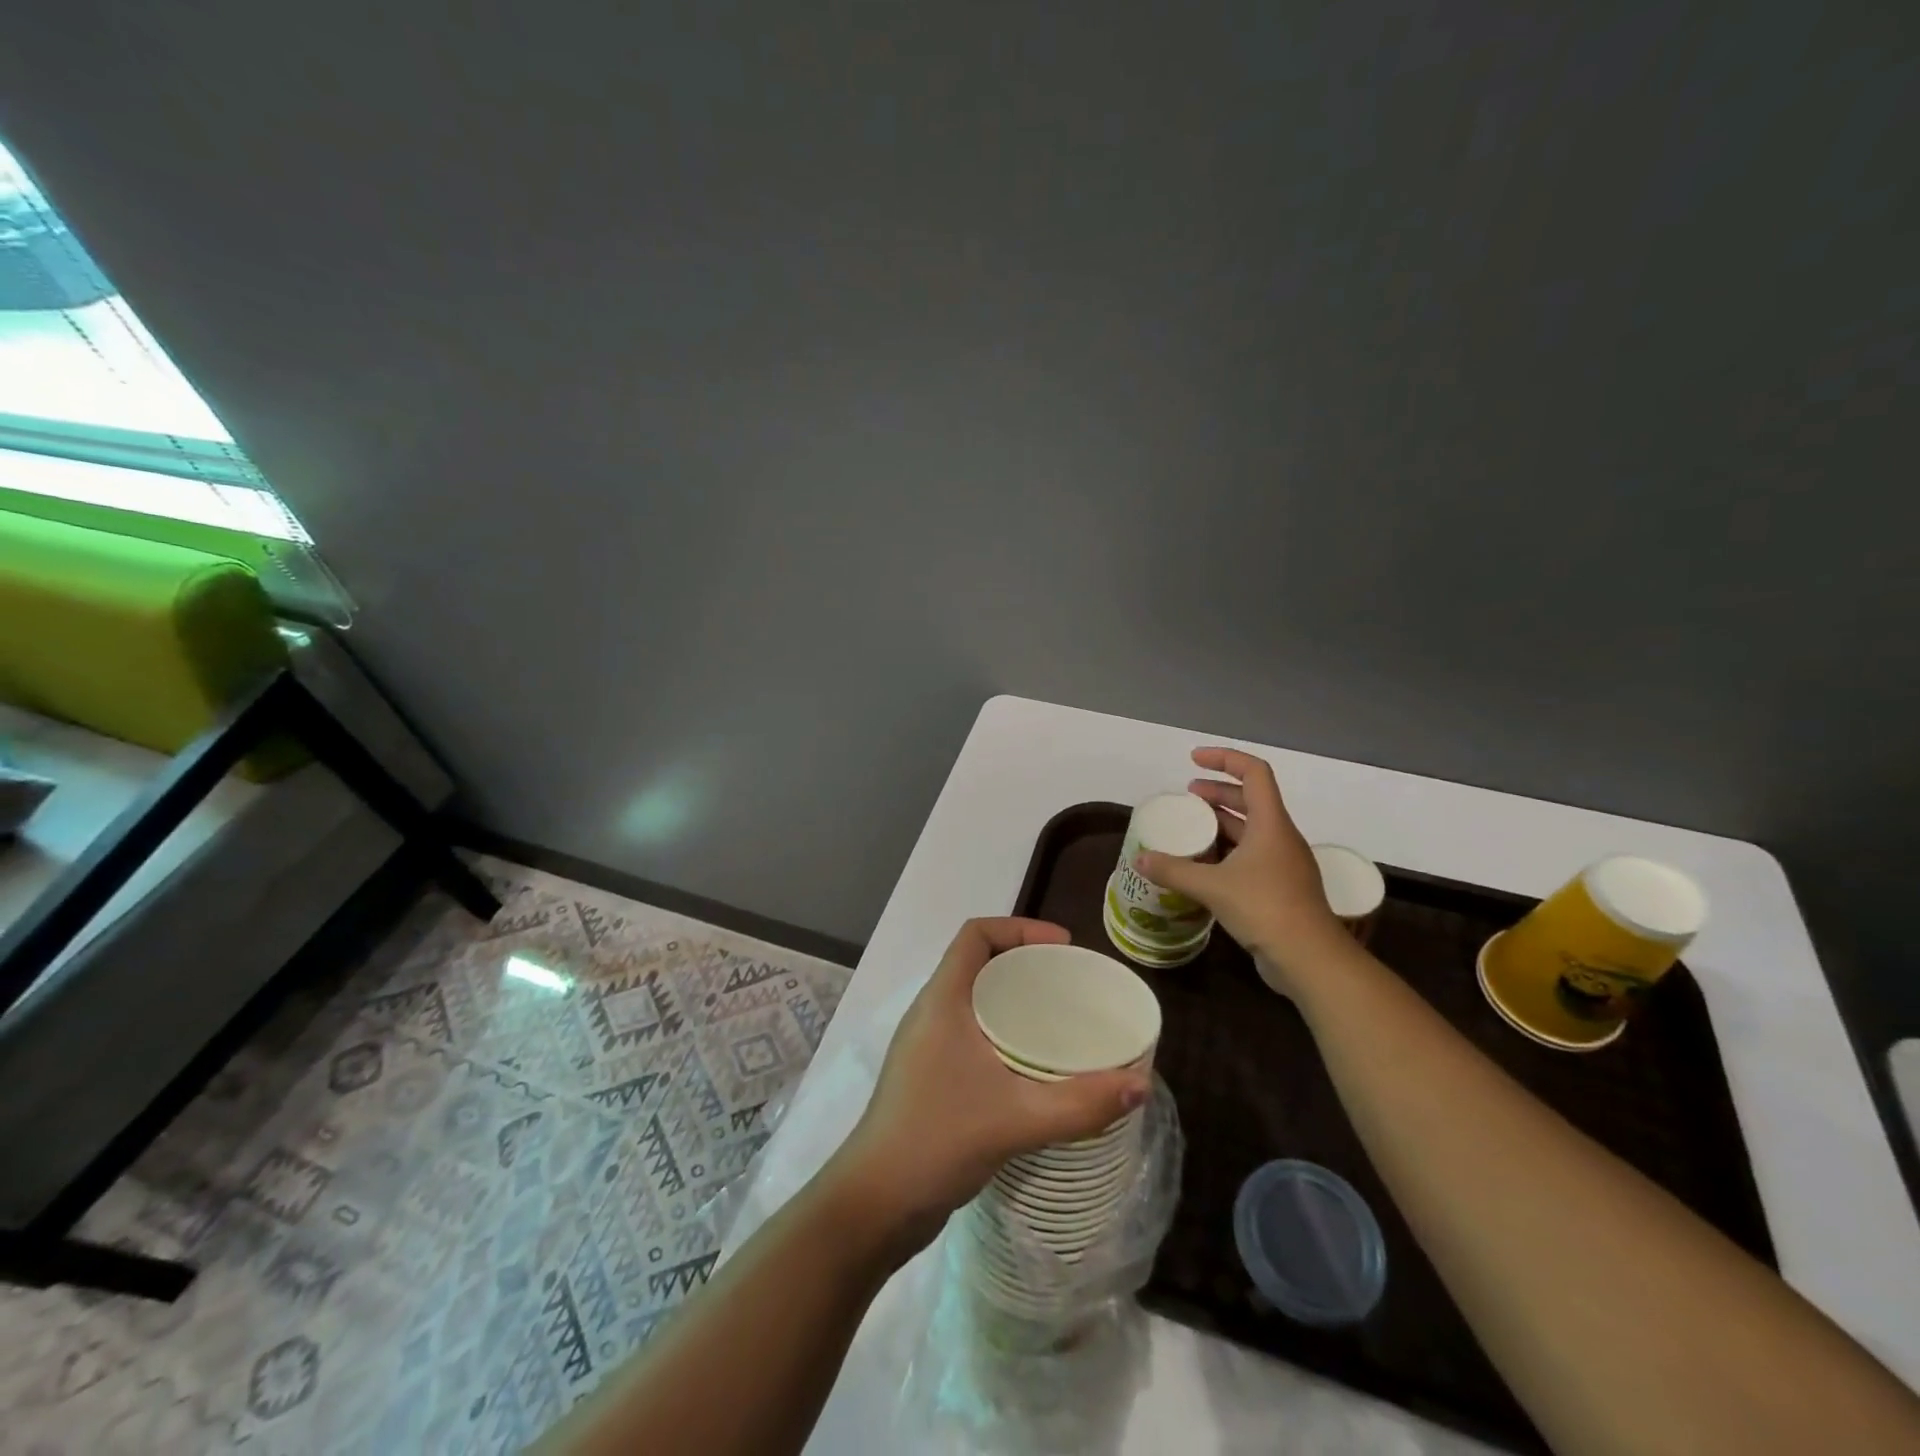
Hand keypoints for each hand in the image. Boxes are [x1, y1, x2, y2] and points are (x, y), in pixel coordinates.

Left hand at [830, 918, 1152, 1258]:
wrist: (875, 1204)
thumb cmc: (937, 1140)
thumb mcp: (1017, 1118)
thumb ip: (1081, 1103)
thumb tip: (1141, 1085)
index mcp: (942, 1000)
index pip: (975, 934)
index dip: (1019, 928)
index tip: (1063, 947)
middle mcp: (931, 1013)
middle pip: (979, 963)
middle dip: (1026, 964)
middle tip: (1071, 984)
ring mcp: (927, 1046)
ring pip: (975, 1001)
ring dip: (1015, 1001)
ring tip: (1061, 1020)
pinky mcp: (931, 1077)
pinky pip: (971, 1033)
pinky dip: (1004, 1034)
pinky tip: (1034, 1066)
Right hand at [1135, 747, 1346, 988]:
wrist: (1310, 958)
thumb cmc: (1265, 908)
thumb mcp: (1212, 886)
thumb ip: (1173, 870)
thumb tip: (1139, 858)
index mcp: (1271, 824)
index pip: (1254, 773)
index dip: (1225, 759)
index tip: (1194, 760)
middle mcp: (1280, 837)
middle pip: (1251, 799)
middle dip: (1219, 791)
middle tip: (1188, 795)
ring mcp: (1284, 863)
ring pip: (1252, 829)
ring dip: (1223, 821)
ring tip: (1193, 826)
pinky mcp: (1281, 888)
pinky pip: (1252, 856)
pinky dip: (1228, 850)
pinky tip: (1206, 865)